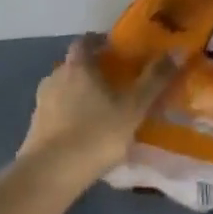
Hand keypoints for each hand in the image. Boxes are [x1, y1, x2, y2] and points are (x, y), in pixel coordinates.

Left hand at [19, 35, 179, 188]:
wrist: (52, 172)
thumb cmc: (97, 133)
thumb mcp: (133, 107)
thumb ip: (154, 80)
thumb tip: (176, 51)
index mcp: (77, 67)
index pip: (85, 42)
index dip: (100, 42)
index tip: (117, 49)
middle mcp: (55, 77)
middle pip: (74, 66)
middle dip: (93, 70)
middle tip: (116, 82)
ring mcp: (41, 103)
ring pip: (65, 89)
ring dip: (81, 94)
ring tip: (103, 110)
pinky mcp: (36, 126)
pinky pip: (57, 112)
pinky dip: (71, 114)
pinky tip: (85, 131)